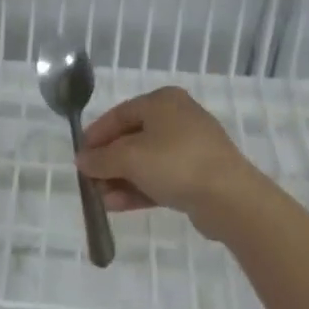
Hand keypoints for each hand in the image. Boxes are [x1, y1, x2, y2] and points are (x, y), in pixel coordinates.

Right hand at [76, 86, 268, 237]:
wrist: (228, 197)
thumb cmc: (175, 163)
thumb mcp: (129, 158)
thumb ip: (100, 158)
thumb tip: (82, 160)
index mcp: (162, 102)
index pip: (119, 114)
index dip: (96, 135)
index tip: (79, 155)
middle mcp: (177, 118)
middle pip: (132, 139)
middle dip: (108, 163)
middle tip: (89, 181)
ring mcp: (190, 148)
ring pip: (146, 161)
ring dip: (120, 180)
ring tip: (101, 200)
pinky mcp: (198, 175)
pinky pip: (160, 178)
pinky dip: (139, 189)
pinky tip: (118, 206)